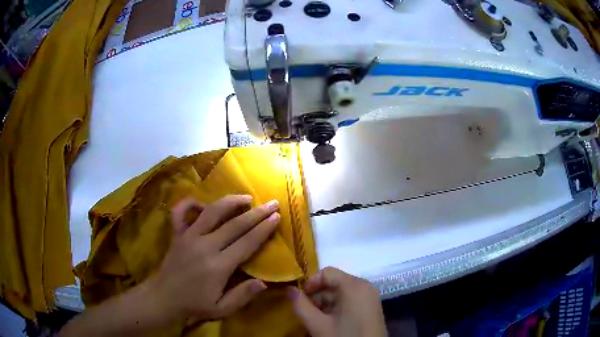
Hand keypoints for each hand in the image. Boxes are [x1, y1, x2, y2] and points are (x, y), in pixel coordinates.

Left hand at [148, 195, 280, 322]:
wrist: (164, 298)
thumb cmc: (195, 305)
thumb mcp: (222, 309)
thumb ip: (242, 296)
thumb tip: (264, 282)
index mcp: (218, 266)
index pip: (246, 243)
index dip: (263, 229)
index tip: (276, 217)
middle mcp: (205, 246)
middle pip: (235, 224)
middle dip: (256, 213)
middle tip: (272, 203)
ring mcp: (188, 236)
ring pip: (211, 212)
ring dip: (230, 202)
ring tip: (246, 197)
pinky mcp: (176, 234)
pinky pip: (180, 212)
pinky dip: (189, 203)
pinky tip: (202, 202)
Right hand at [288, 267, 386, 336]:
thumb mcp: (318, 325)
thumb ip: (301, 306)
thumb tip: (289, 289)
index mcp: (354, 285)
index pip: (327, 273)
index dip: (310, 284)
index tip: (300, 299)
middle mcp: (365, 286)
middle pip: (334, 284)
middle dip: (317, 298)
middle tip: (308, 314)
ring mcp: (370, 297)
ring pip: (341, 294)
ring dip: (326, 305)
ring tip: (318, 322)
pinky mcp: (371, 308)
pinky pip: (350, 301)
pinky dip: (338, 309)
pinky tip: (331, 324)